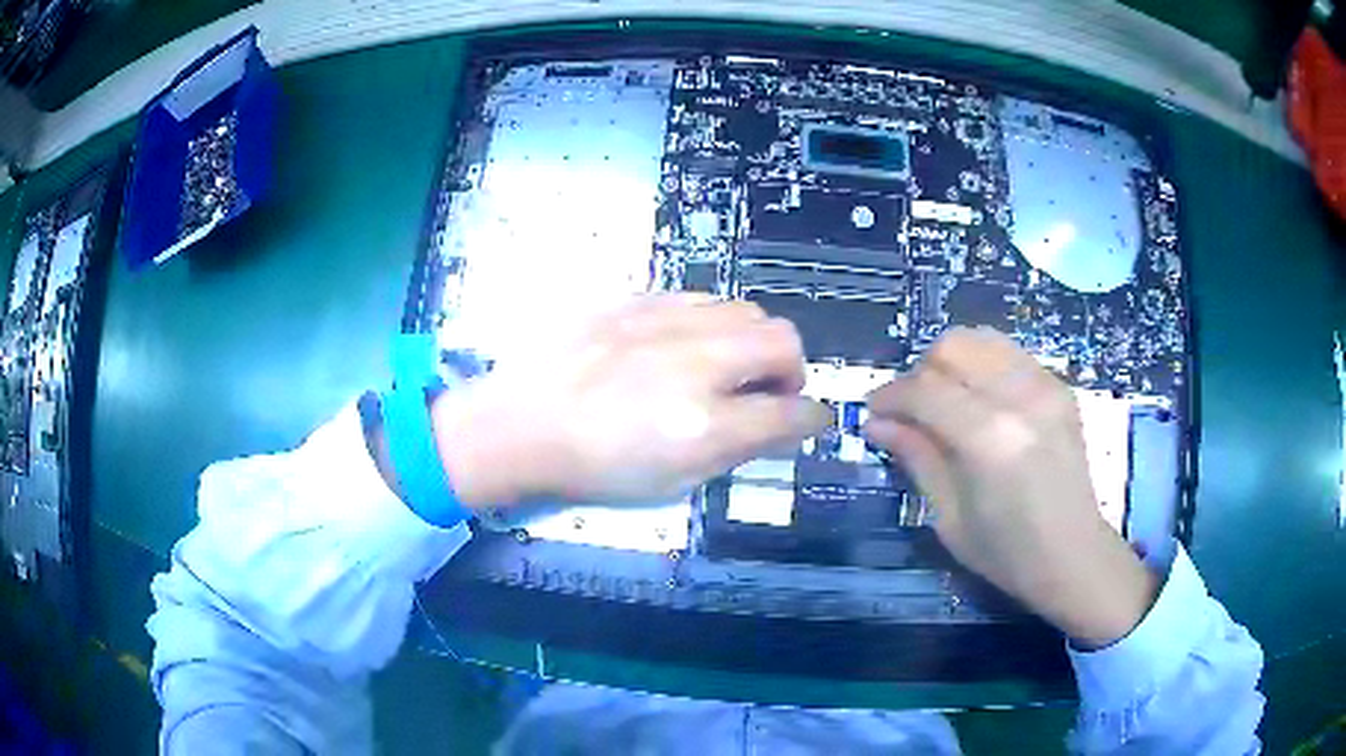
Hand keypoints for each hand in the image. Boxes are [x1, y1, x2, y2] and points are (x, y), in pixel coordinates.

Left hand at [431, 294, 829, 507]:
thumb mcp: (672, 482)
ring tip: (724, 366)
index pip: (792, 411)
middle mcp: (694, 362)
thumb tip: (780, 426)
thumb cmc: (594, 469)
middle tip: (764, 393)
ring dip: (752, 342)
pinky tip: (684, 345)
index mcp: (704, 424)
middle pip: (783, 341)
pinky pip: (701, 298)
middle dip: (790, 370)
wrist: (520, 424)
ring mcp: (664, 322)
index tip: (810, 420)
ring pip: (746, 310)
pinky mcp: (636, 300)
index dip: (812, 418)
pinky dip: (712, 324)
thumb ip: (736, 450)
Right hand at [863, 327, 1158, 647]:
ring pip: (982, 339)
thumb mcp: (949, 517)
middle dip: (922, 372)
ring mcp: (1045, 385)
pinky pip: (1010, 354)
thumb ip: (916, 458)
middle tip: (913, 411)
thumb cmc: (1007, 553)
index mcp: (989, 438)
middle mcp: (1019, 397)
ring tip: (947, 401)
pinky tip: (982, 402)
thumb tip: (877, 423)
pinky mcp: (1059, 387)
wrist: (1074, 555)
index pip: (925, 389)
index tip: (872, 412)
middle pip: (953, 346)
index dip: (890, 396)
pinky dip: (984, 367)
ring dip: (953, 363)